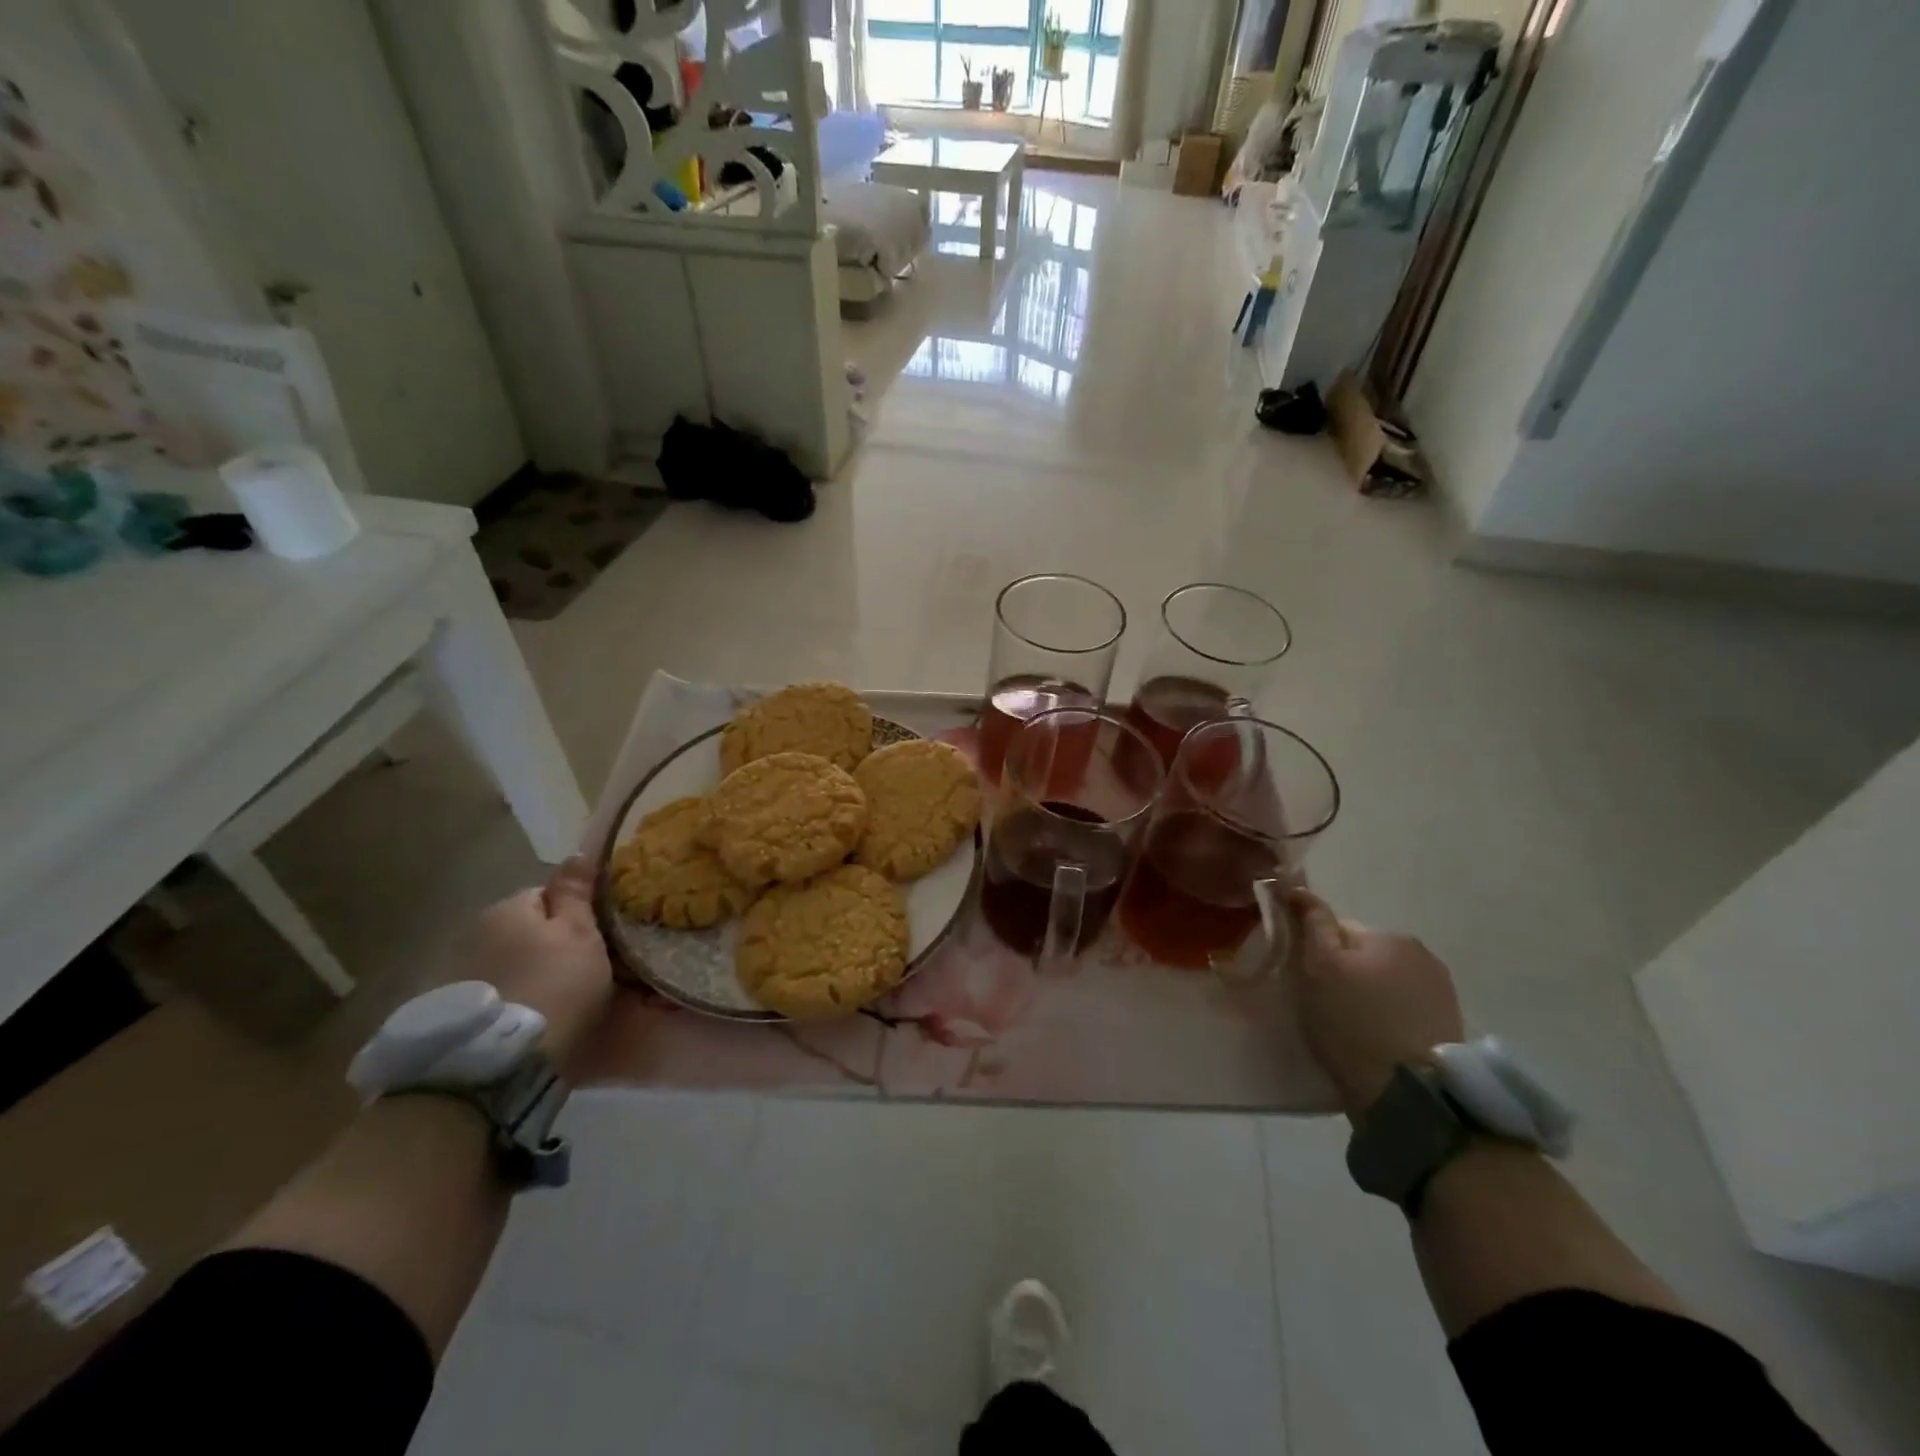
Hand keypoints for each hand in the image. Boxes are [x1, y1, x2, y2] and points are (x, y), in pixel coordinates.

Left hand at [461, 859, 612, 1063]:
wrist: (497, 1066)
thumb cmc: (554, 987)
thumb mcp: (581, 934)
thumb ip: (576, 893)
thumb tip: (578, 853)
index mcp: (507, 908)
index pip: (547, 894)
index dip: (575, 914)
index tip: (595, 939)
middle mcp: (473, 932)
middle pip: (525, 929)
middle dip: (549, 944)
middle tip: (581, 971)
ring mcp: (455, 973)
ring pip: (508, 961)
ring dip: (529, 972)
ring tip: (555, 1001)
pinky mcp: (450, 1012)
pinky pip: (493, 991)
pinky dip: (510, 998)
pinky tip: (528, 1019)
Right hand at [1286, 889, 1463, 1119]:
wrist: (1409, 1094)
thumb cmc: (1352, 1023)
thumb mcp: (1318, 967)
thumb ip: (1312, 923)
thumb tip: (1298, 888)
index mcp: (1390, 936)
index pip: (1338, 930)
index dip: (1315, 952)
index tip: (1304, 980)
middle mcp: (1422, 954)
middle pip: (1364, 955)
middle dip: (1345, 973)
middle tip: (1325, 1006)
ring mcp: (1441, 991)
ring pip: (1385, 982)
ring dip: (1368, 995)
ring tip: (1351, 1028)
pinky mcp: (1449, 1025)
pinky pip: (1404, 1008)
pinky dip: (1388, 1017)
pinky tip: (1376, 1041)